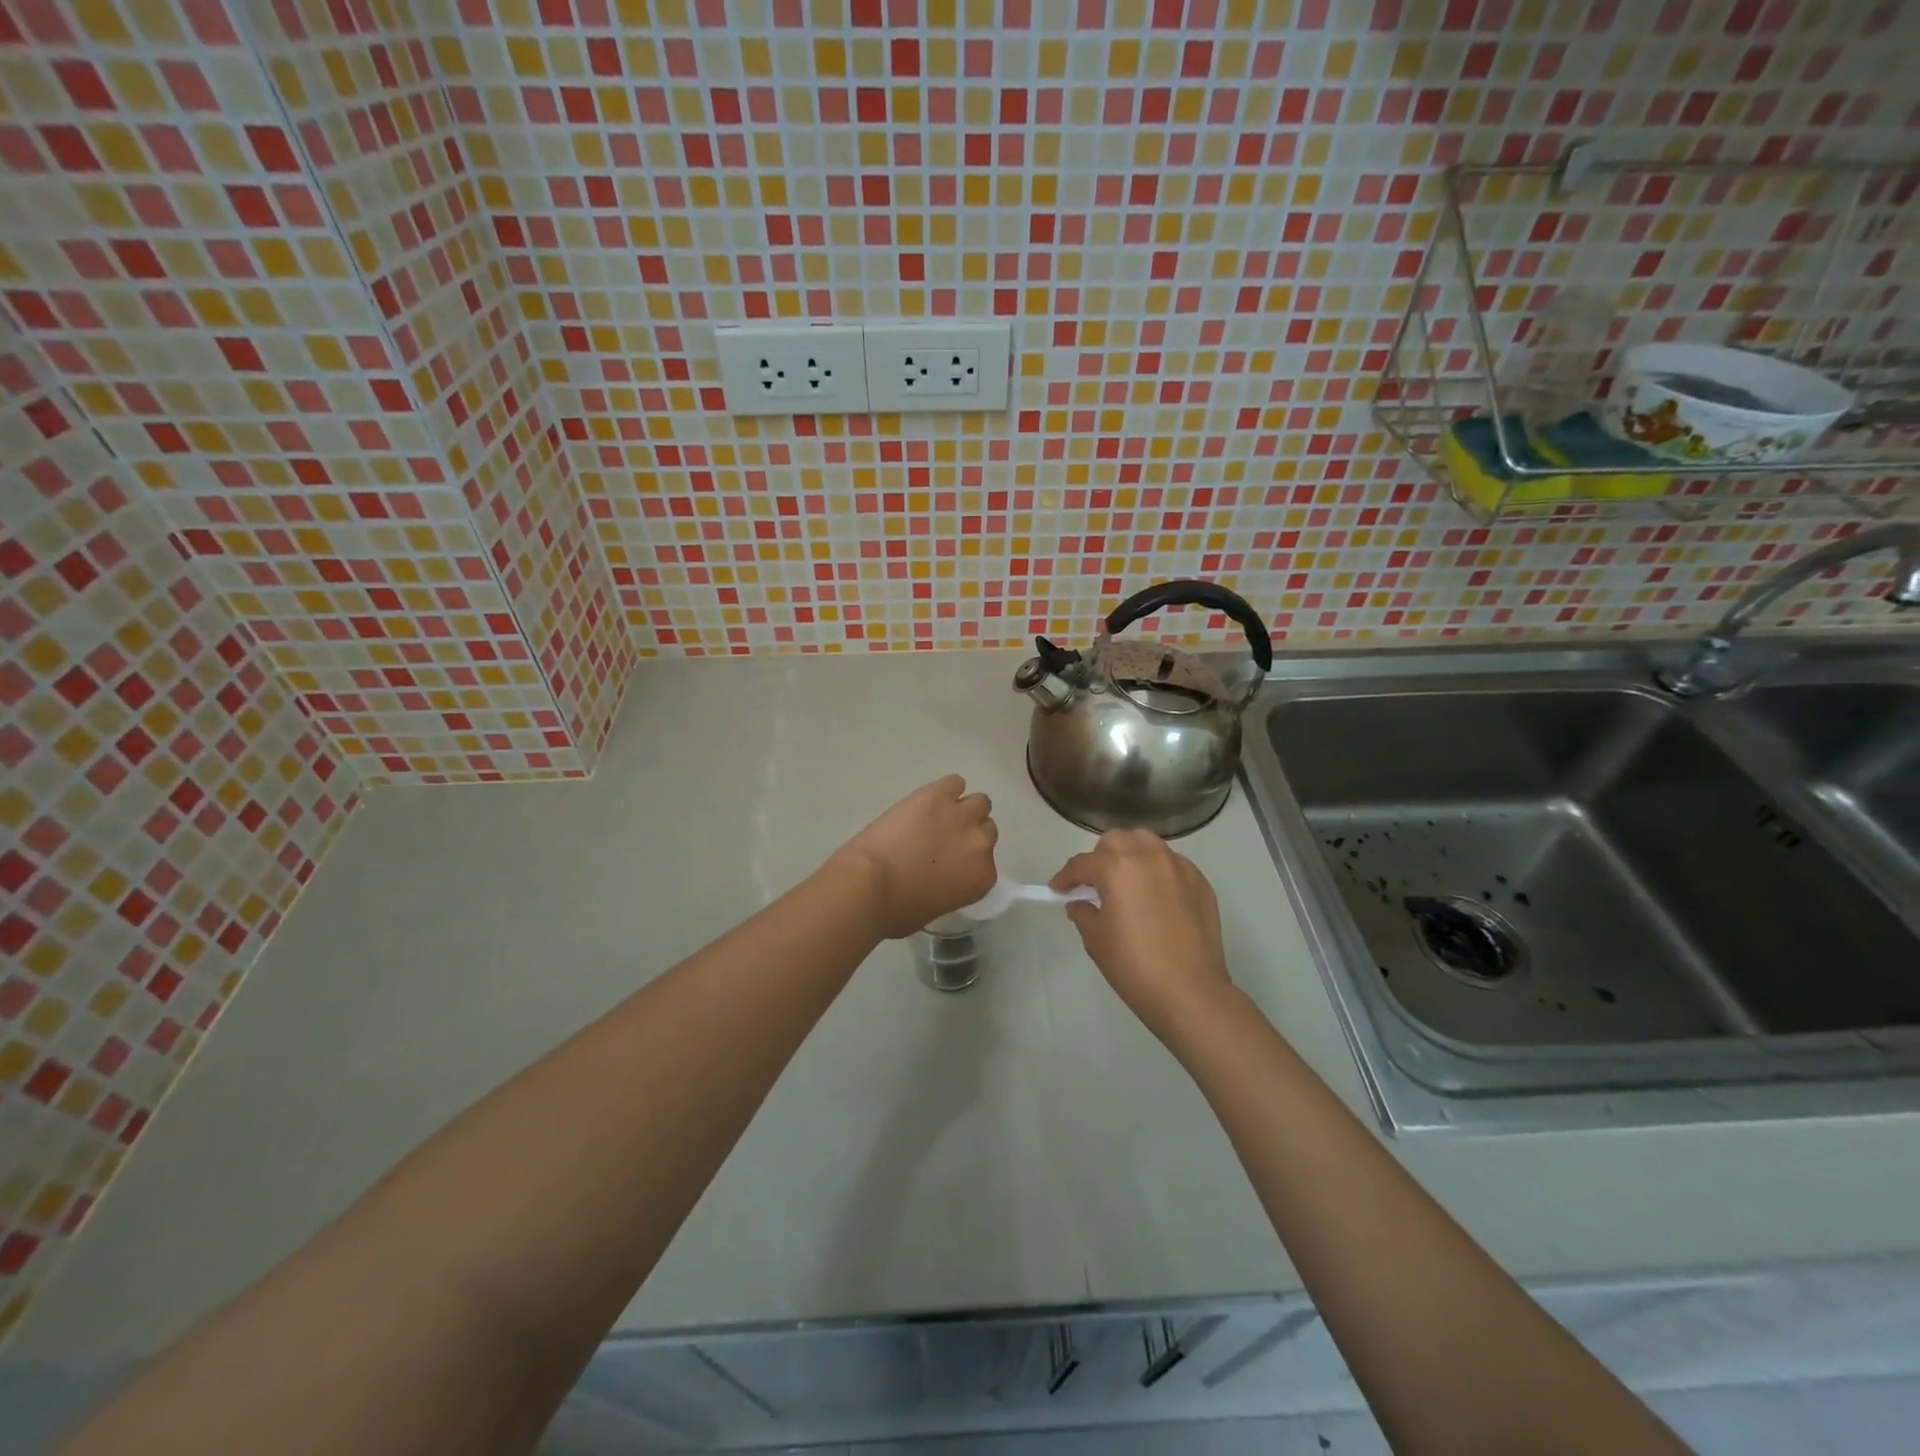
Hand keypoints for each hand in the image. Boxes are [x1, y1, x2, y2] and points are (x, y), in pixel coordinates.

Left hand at [828, 775, 998, 938]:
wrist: (870, 884)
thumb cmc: (896, 910)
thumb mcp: (934, 909)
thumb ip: (950, 888)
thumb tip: (940, 879)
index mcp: (981, 877)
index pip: (986, 861)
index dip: (967, 858)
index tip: (951, 861)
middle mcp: (980, 843)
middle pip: (986, 828)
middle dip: (968, 832)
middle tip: (943, 838)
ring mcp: (961, 815)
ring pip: (978, 802)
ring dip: (962, 808)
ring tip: (937, 815)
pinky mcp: (938, 795)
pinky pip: (954, 782)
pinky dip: (944, 789)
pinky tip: (927, 800)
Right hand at [1051, 829, 1231, 1041]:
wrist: (1190, 992)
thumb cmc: (1134, 966)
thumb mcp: (1096, 940)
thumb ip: (1083, 913)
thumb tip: (1081, 903)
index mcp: (1117, 867)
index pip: (1082, 863)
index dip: (1066, 876)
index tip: (1058, 889)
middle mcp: (1148, 856)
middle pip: (1116, 840)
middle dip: (1100, 857)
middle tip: (1095, 883)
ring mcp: (1178, 867)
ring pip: (1148, 843)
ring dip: (1131, 855)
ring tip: (1127, 880)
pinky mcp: (1200, 882)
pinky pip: (1172, 863)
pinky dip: (1158, 870)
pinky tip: (1156, 895)